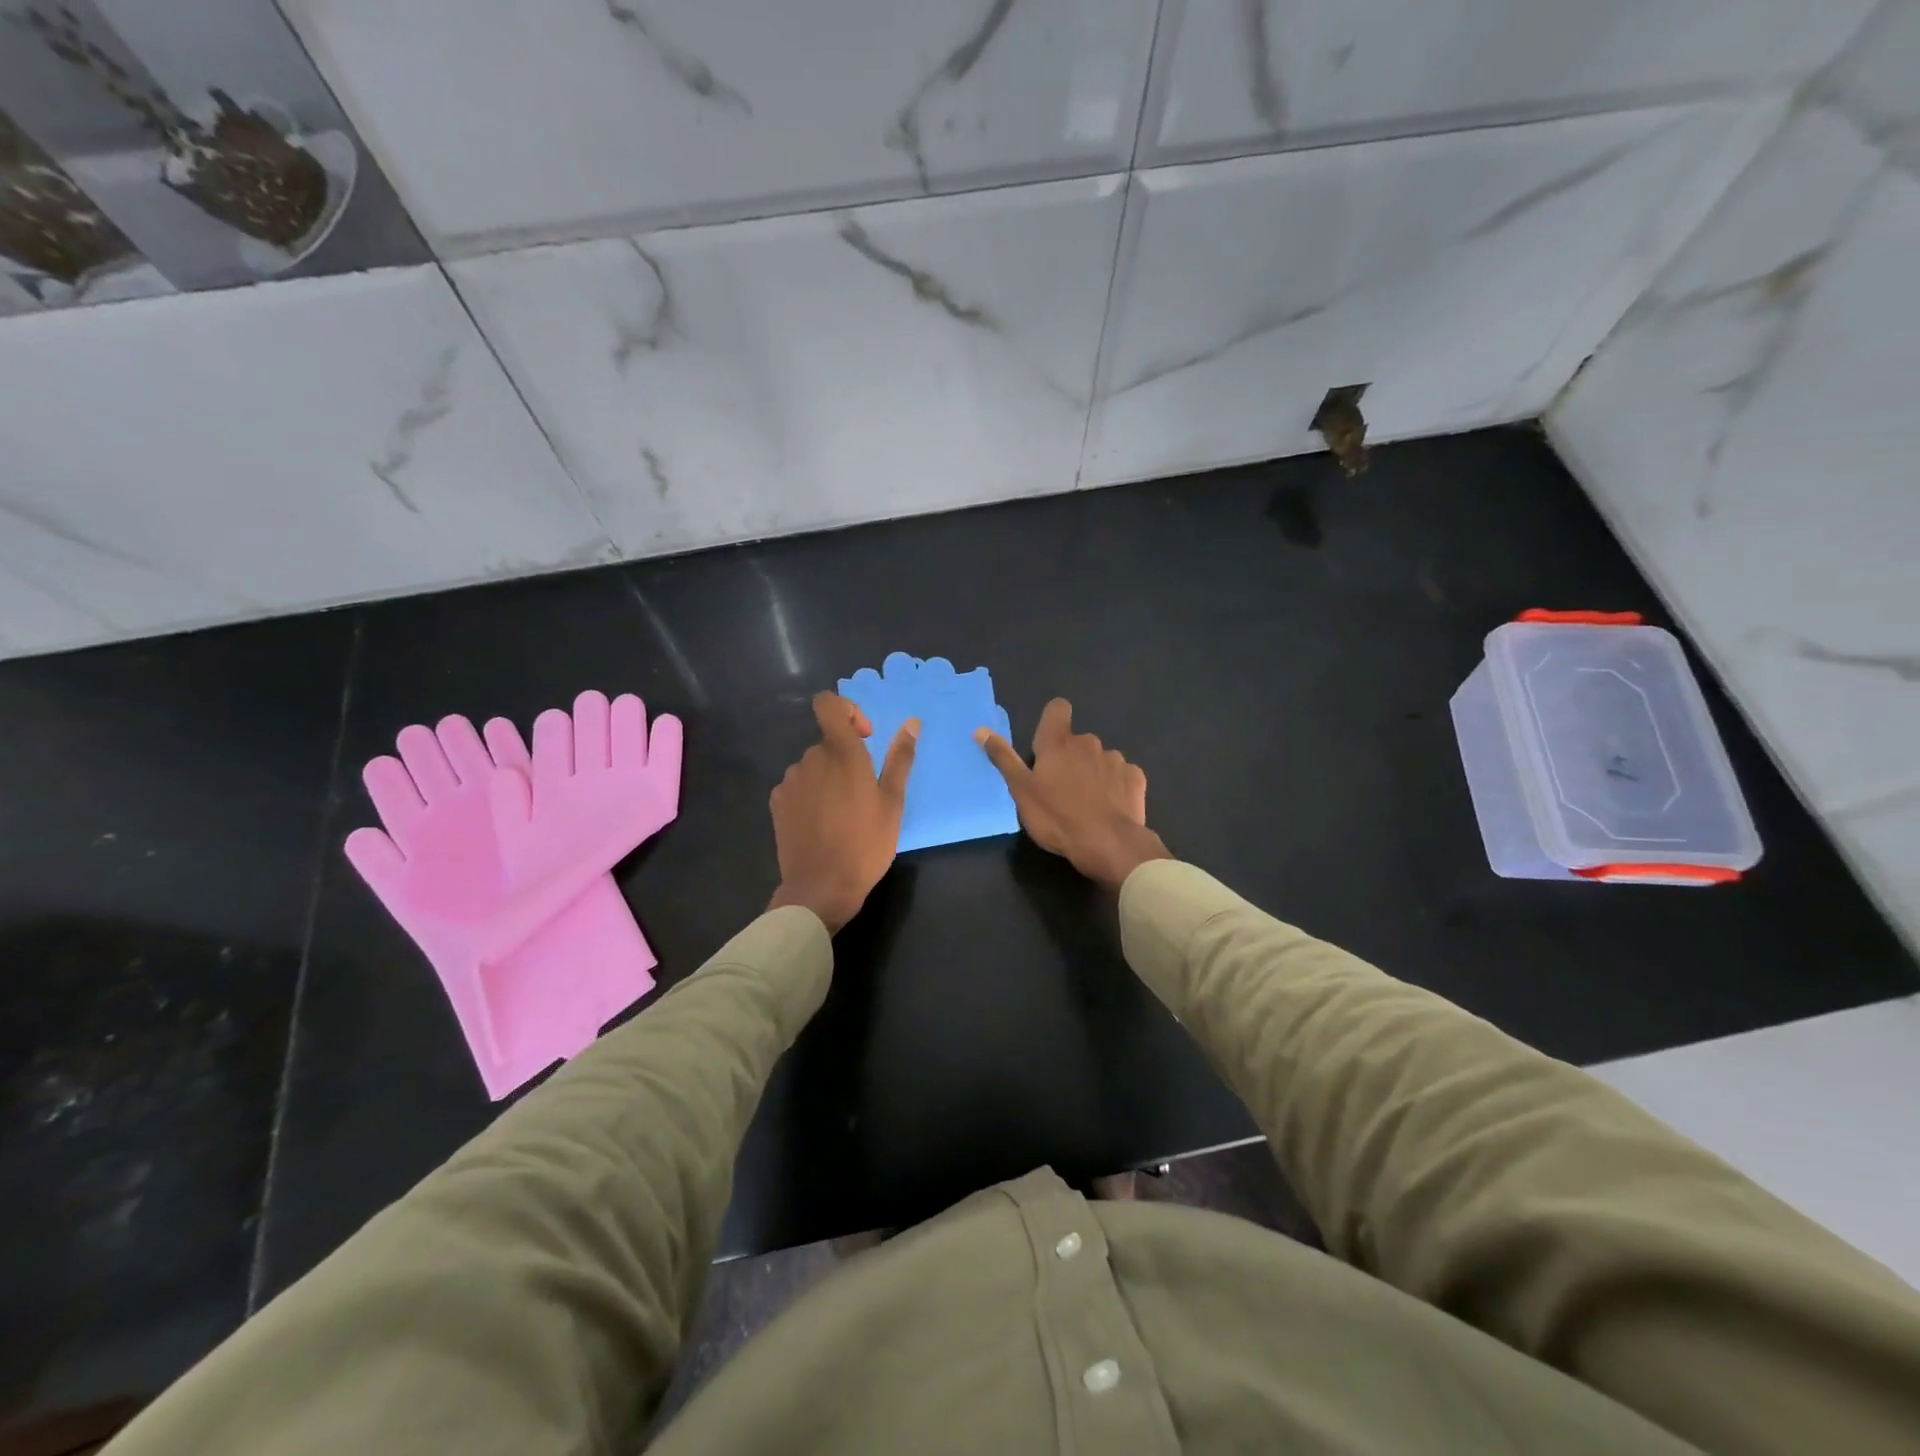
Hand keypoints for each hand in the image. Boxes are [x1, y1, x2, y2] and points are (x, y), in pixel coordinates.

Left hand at [769, 693, 918, 931]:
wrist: (821, 887)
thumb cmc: (866, 843)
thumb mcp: (892, 802)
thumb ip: (900, 758)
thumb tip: (911, 723)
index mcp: (842, 753)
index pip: (829, 704)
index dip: (846, 711)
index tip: (865, 738)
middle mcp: (811, 758)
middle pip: (828, 743)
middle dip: (845, 759)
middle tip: (863, 796)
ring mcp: (790, 780)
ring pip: (813, 767)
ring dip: (827, 779)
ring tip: (842, 815)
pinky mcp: (777, 802)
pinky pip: (797, 786)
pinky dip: (810, 796)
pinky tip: (821, 825)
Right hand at [975, 698, 1169, 890]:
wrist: (1108, 844)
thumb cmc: (1057, 817)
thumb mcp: (1021, 791)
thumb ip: (1003, 758)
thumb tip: (981, 730)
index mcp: (1058, 743)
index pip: (1057, 709)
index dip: (1052, 721)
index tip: (1046, 745)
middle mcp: (1088, 743)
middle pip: (1077, 741)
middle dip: (1070, 758)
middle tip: (1060, 789)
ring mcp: (1115, 759)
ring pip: (1099, 759)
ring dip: (1092, 773)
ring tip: (1086, 803)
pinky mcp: (1135, 778)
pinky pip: (1121, 775)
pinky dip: (1115, 786)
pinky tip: (1109, 808)